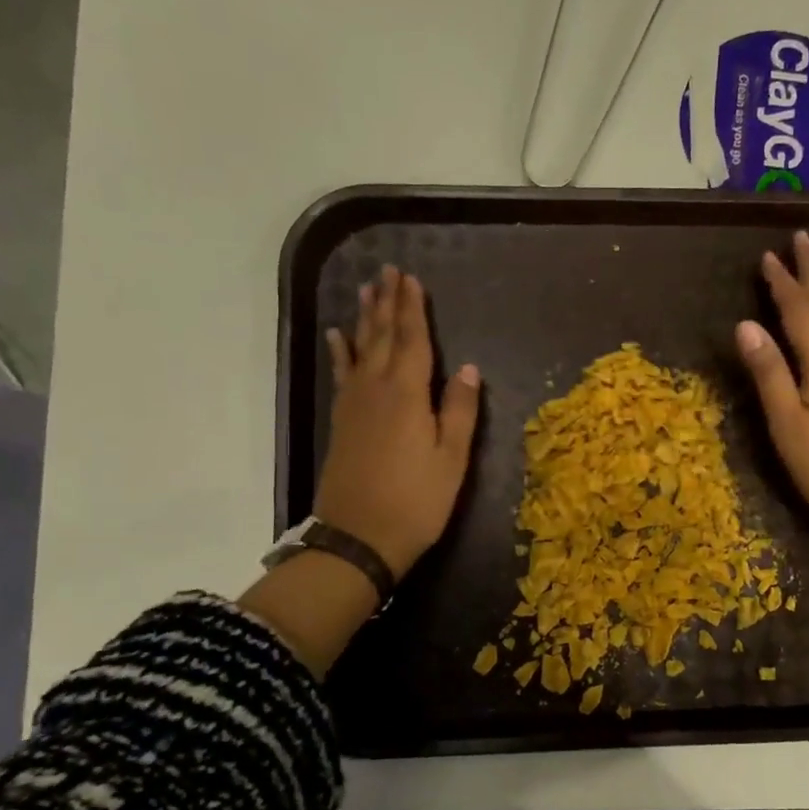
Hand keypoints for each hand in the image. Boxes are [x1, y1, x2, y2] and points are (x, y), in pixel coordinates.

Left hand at [314, 265, 480, 576]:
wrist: (358, 539)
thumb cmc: (416, 501)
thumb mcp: (451, 459)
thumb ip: (460, 411)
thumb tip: (469, 369)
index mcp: (408, 395)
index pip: (413, 340)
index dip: (414, 309)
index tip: (411, 279)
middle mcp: (377, 389)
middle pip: (384, 337)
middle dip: (388, 303)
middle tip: (388, 270)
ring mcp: (354, 405)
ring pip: (360, 350)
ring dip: (365, 318)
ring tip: (365, 290)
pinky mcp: (342, 422)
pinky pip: (342, 374)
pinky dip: (341, 352)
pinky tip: (339, 337)